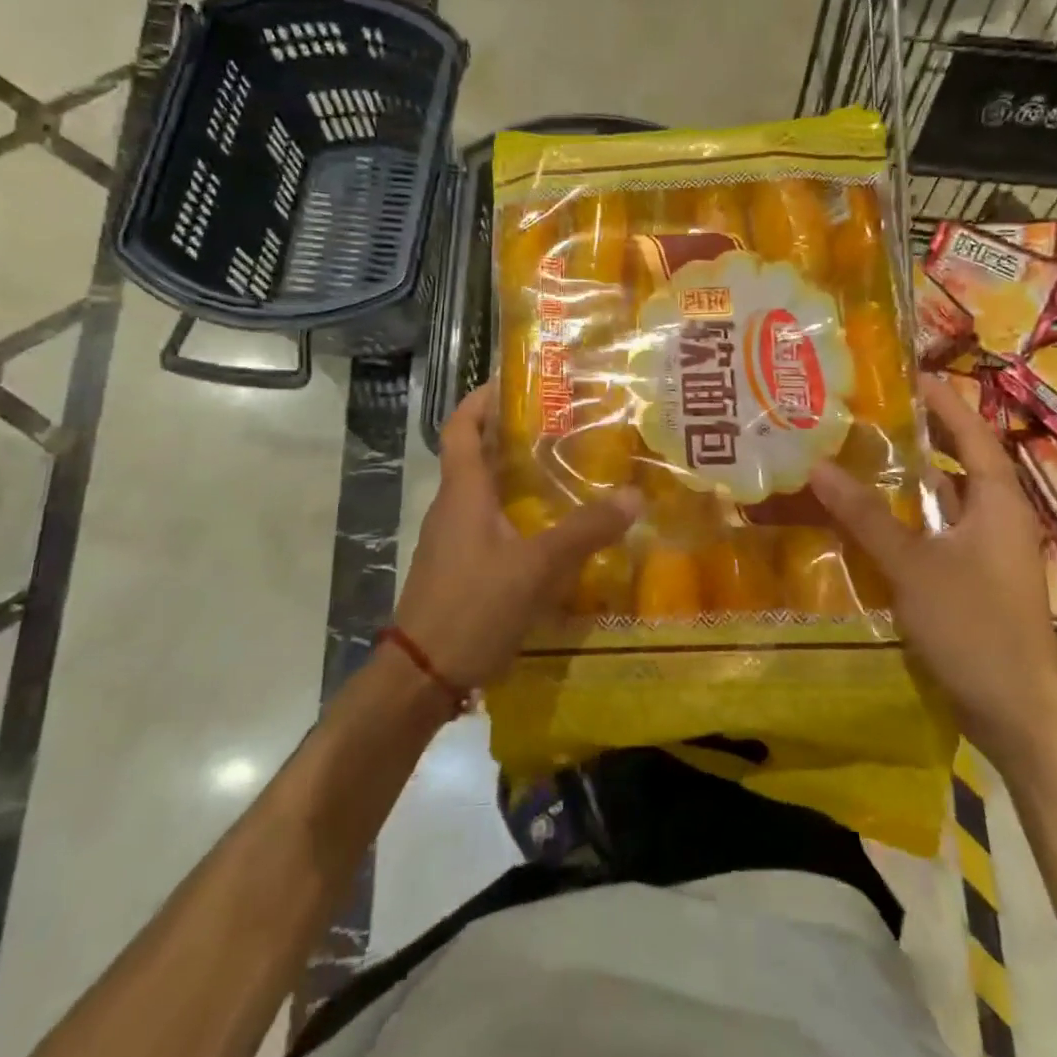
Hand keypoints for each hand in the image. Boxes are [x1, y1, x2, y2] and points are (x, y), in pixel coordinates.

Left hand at [396, 381, 639, 691]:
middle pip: (475, 455)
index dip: (480, 399)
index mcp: (462, 492)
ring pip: (484, 493)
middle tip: (560, 426)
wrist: (422, 675)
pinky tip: (549, 532)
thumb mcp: (536, 567)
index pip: (460, 427)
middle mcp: (452, 507)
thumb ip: (585, 531)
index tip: (512, 382)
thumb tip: (633, 496)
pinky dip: (515, 515)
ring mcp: (452, 540)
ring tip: (563, 472)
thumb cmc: (472, 606)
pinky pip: (488, 526)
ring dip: (515, 477)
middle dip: (511, 436)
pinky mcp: (459, 568)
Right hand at [810, 375, 1056, 769]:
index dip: (945, 402)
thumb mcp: (913, 566)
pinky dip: (906, 521)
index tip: (910, 374)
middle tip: (870, 413)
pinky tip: (867, 522)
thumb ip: (865, 516)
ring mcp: (986, 553)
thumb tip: (819, 466)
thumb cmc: (975, 627)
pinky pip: (936, 535)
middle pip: (959, 463)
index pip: (973, 435)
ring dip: (908, 481)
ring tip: (859, 457)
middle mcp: (997, 519)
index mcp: (999, 503)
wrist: (1017, 713)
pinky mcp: (972, 581)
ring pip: (945, 502)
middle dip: (921, 436)